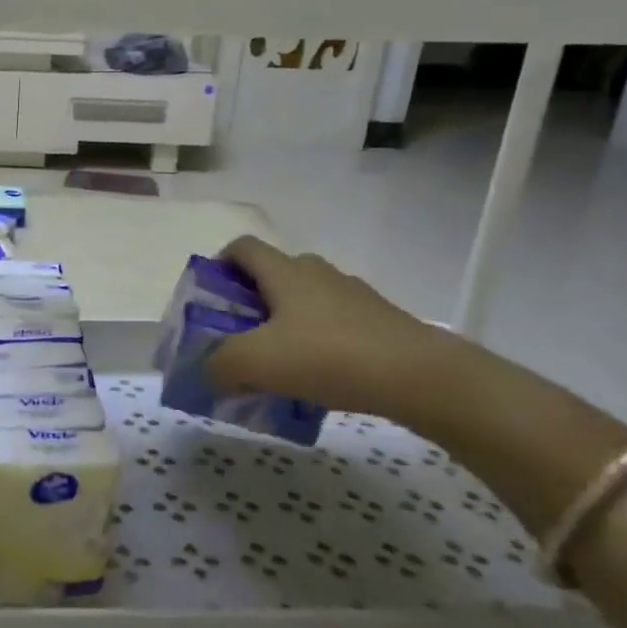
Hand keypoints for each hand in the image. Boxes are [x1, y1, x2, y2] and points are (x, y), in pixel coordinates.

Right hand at [202, 237, 438, 418]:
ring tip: (277, 364)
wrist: (420, 377)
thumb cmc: (328, 356)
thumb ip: (219, 364)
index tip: (209, 297)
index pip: (242, 248)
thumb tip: (207, 371)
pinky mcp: (378, 322)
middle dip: (250, 302)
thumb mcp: (256, 363)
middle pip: (273, 275)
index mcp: (285, 271)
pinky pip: (334, 325)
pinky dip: (317, 343)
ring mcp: (352, 296)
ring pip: (305, 301)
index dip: (219, 264)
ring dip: (284, 324)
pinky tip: (317, 379)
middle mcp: (317, 273)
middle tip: (238, 337)